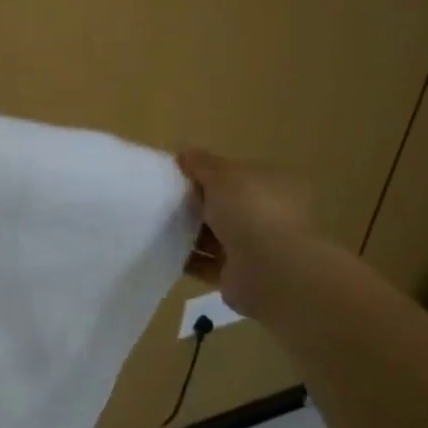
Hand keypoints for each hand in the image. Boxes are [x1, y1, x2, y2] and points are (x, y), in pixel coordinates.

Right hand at [176, 149, 321, 319]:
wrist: (270, 271)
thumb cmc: (251, 211)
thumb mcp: (223, 175)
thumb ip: (202, 163)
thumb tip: (184, 151)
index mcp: (272, 185)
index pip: (237, 175)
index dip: (208, 172)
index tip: (177, 173)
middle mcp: (267, 216)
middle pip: (224, 205)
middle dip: (196, 202)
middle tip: (161, 197)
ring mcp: (255, 248)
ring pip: (214, 235)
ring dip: (188, 231)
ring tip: (155, 223)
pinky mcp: (238, 275)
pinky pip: (205, 263)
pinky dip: (186, 258)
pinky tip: (162, 250)